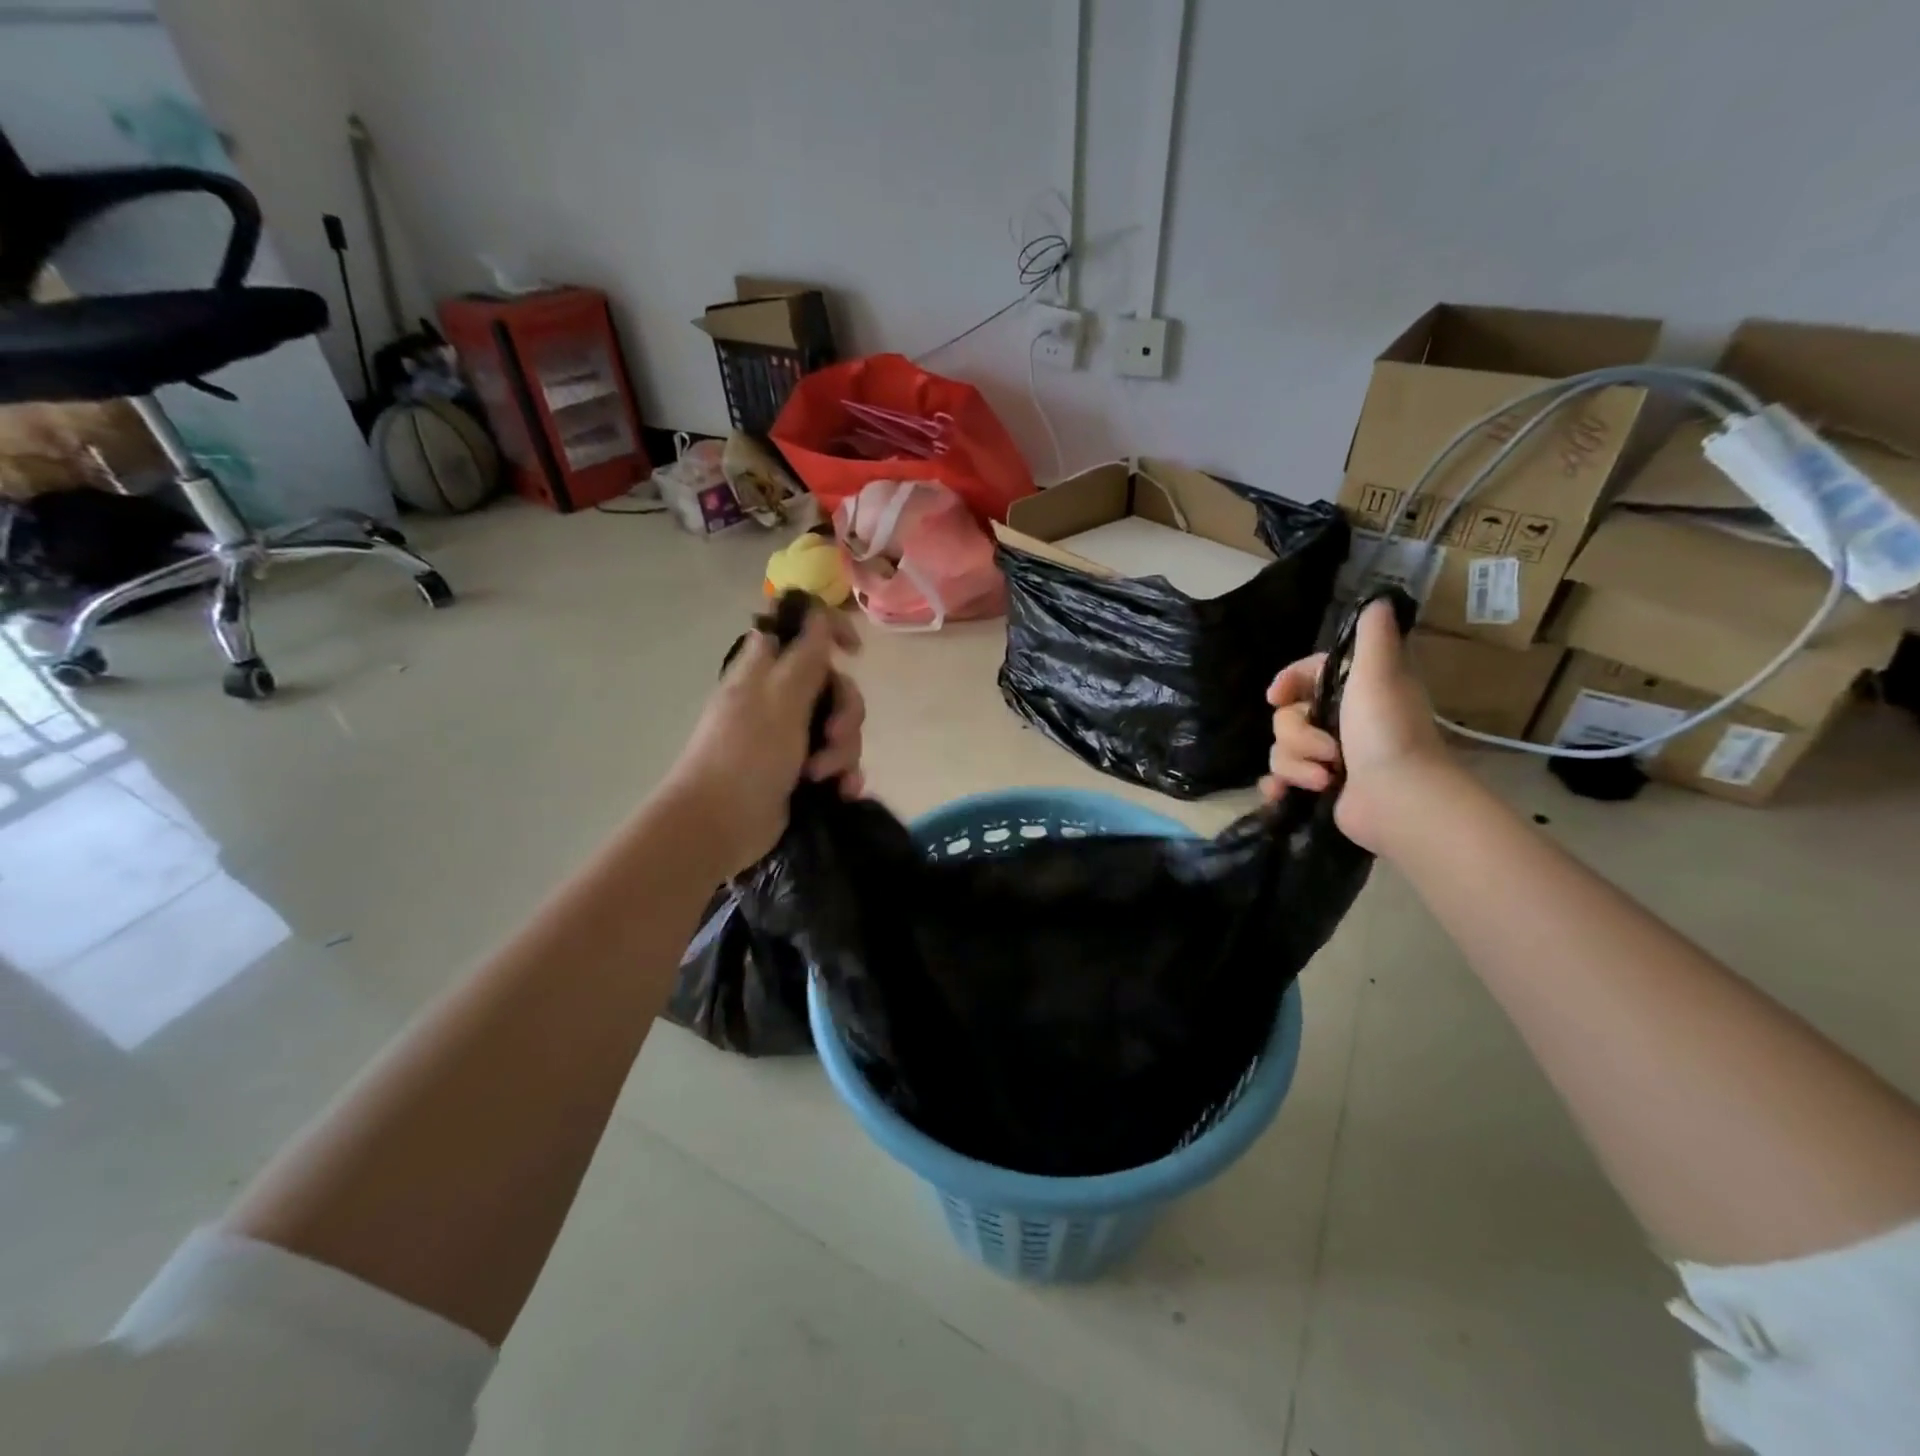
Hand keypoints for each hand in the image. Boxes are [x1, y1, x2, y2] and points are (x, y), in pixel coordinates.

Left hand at [662, 607, 865, 876]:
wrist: (721, 823)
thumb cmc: (747, 752)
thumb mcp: (782, 696)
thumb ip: (807, 654)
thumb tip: (817, 615)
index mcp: (767, 669)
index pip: (801, 630)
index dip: (830, 630)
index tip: (854, 652)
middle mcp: (779, 698)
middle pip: (834, 685)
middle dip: (845, 713)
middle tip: (832, 736)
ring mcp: (789, 737)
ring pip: (840, 728)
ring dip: (843, 751)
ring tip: (824, 775)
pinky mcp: (799, 771)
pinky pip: (837, 762)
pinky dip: (843, 775)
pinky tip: (842, 791)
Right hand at [1258, 599, 1452, 851]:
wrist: (1398, 799)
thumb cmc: (1387, 732)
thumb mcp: (1380, 673)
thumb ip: (1373, 637)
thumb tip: (1379, 599)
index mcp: (1354, 692)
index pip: (1306, 676)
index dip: (1288, 682)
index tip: (1277, 695)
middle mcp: (1339, 722)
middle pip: (1286, 717)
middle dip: (1299, 735)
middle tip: (1330, 750)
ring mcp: (1328, 758)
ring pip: (1280, 749)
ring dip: (1297, 764)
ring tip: (1326, 779)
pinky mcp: (1317, 788)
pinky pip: (1278, 779)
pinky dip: (1280, 787)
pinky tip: (1284, 794)